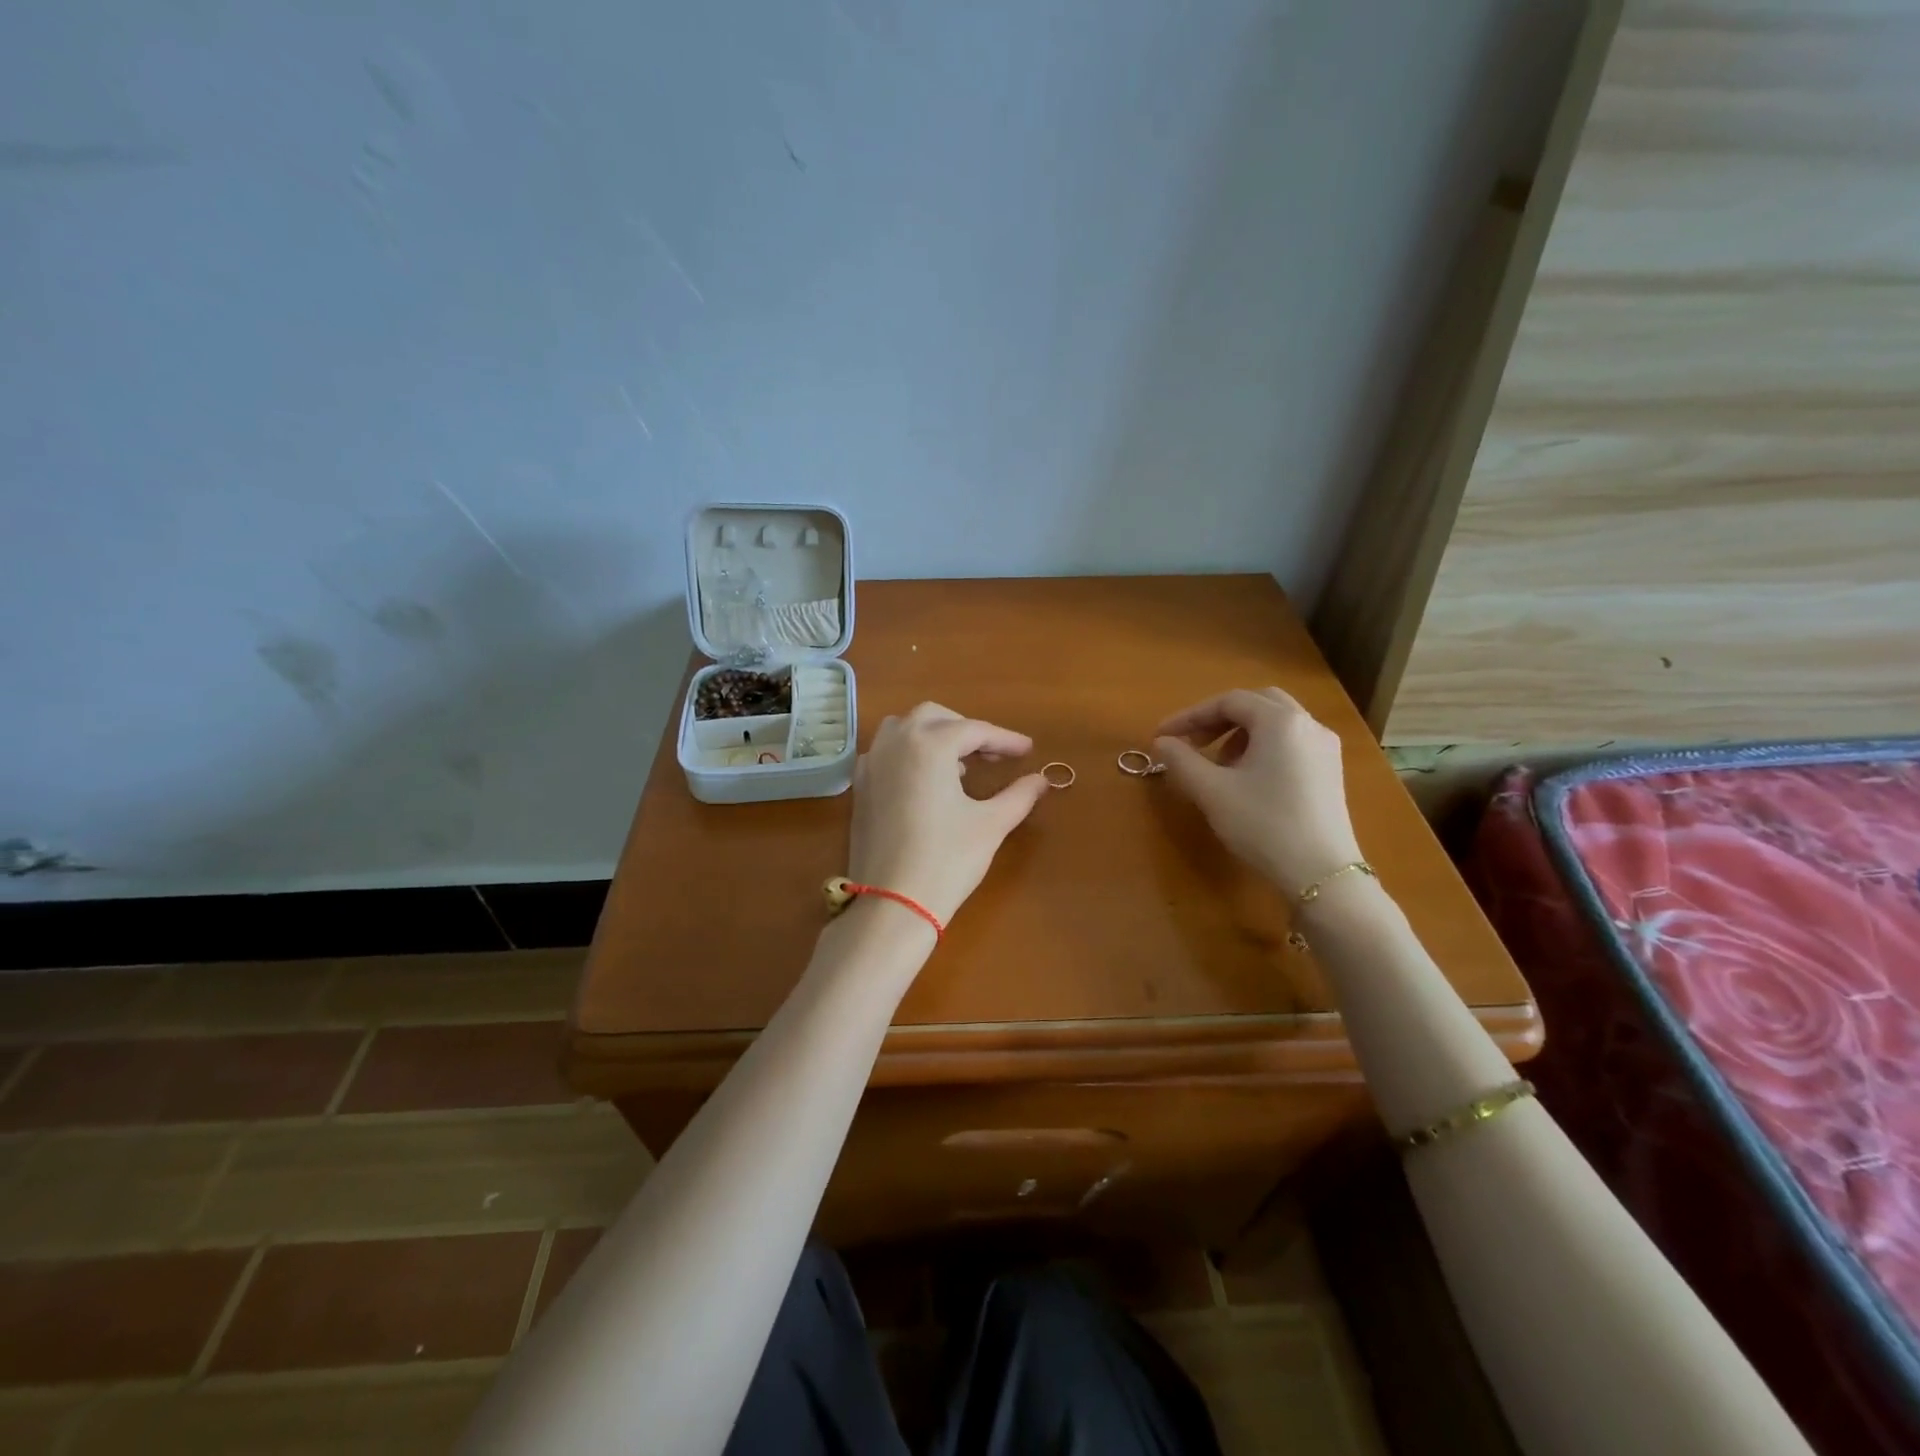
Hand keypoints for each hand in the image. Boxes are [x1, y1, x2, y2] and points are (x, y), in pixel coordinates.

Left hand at [849, 703, 1051, 925]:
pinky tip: (927, 782)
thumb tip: (1041, 780)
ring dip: (934, 736)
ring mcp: (872, 763)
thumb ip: (1019, 795)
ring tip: (959, 766)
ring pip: (904, 728)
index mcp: (929, 744)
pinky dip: (909, 753)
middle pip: (935, 717)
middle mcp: (896, 742)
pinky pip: (886, 751)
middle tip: (993, 754)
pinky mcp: (860, 786)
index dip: (1005, 739)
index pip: (974, 730)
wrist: (891, 903)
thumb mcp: (991, 825)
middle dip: (966, 730)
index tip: (1027, 751)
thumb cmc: (947, 859)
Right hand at [1153, 688, 1362, 894]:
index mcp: (1280, 721)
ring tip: (1218, 764)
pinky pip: (1291, 742)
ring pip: (1276, 722)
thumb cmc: (1263, 825)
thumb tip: (1162, 742)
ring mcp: (1325, 748)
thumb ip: (1182, 760)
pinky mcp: (1330, 771)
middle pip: (1257, 703)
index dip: (1190, 715)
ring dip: (1241, 733)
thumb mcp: (1212, 791)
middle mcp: (1308, 724)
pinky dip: (1263, 747)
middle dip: (1219, 718)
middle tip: (1192, 742)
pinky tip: (1248, 778)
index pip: (1228, 701)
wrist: (1320, 874)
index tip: (1162, 736)